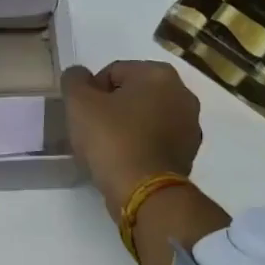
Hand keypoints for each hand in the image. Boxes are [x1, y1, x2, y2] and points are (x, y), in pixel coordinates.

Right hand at [61, 60, 204, 213]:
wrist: (144, 191)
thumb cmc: (111, 139)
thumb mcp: (79, 103)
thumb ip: (74, 79)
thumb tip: (79, 76)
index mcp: (159, 74)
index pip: (113, 72)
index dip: (91, 92)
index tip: (83, 114)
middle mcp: (182, 93)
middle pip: (132, 93)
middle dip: (111, 107)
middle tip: (92, 130)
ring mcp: (190, 124)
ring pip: (146, 116)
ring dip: (127, 125)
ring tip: (107, 147)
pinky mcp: (190, 152)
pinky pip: (157, 139)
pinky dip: (141, 144)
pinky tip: (124, 160)